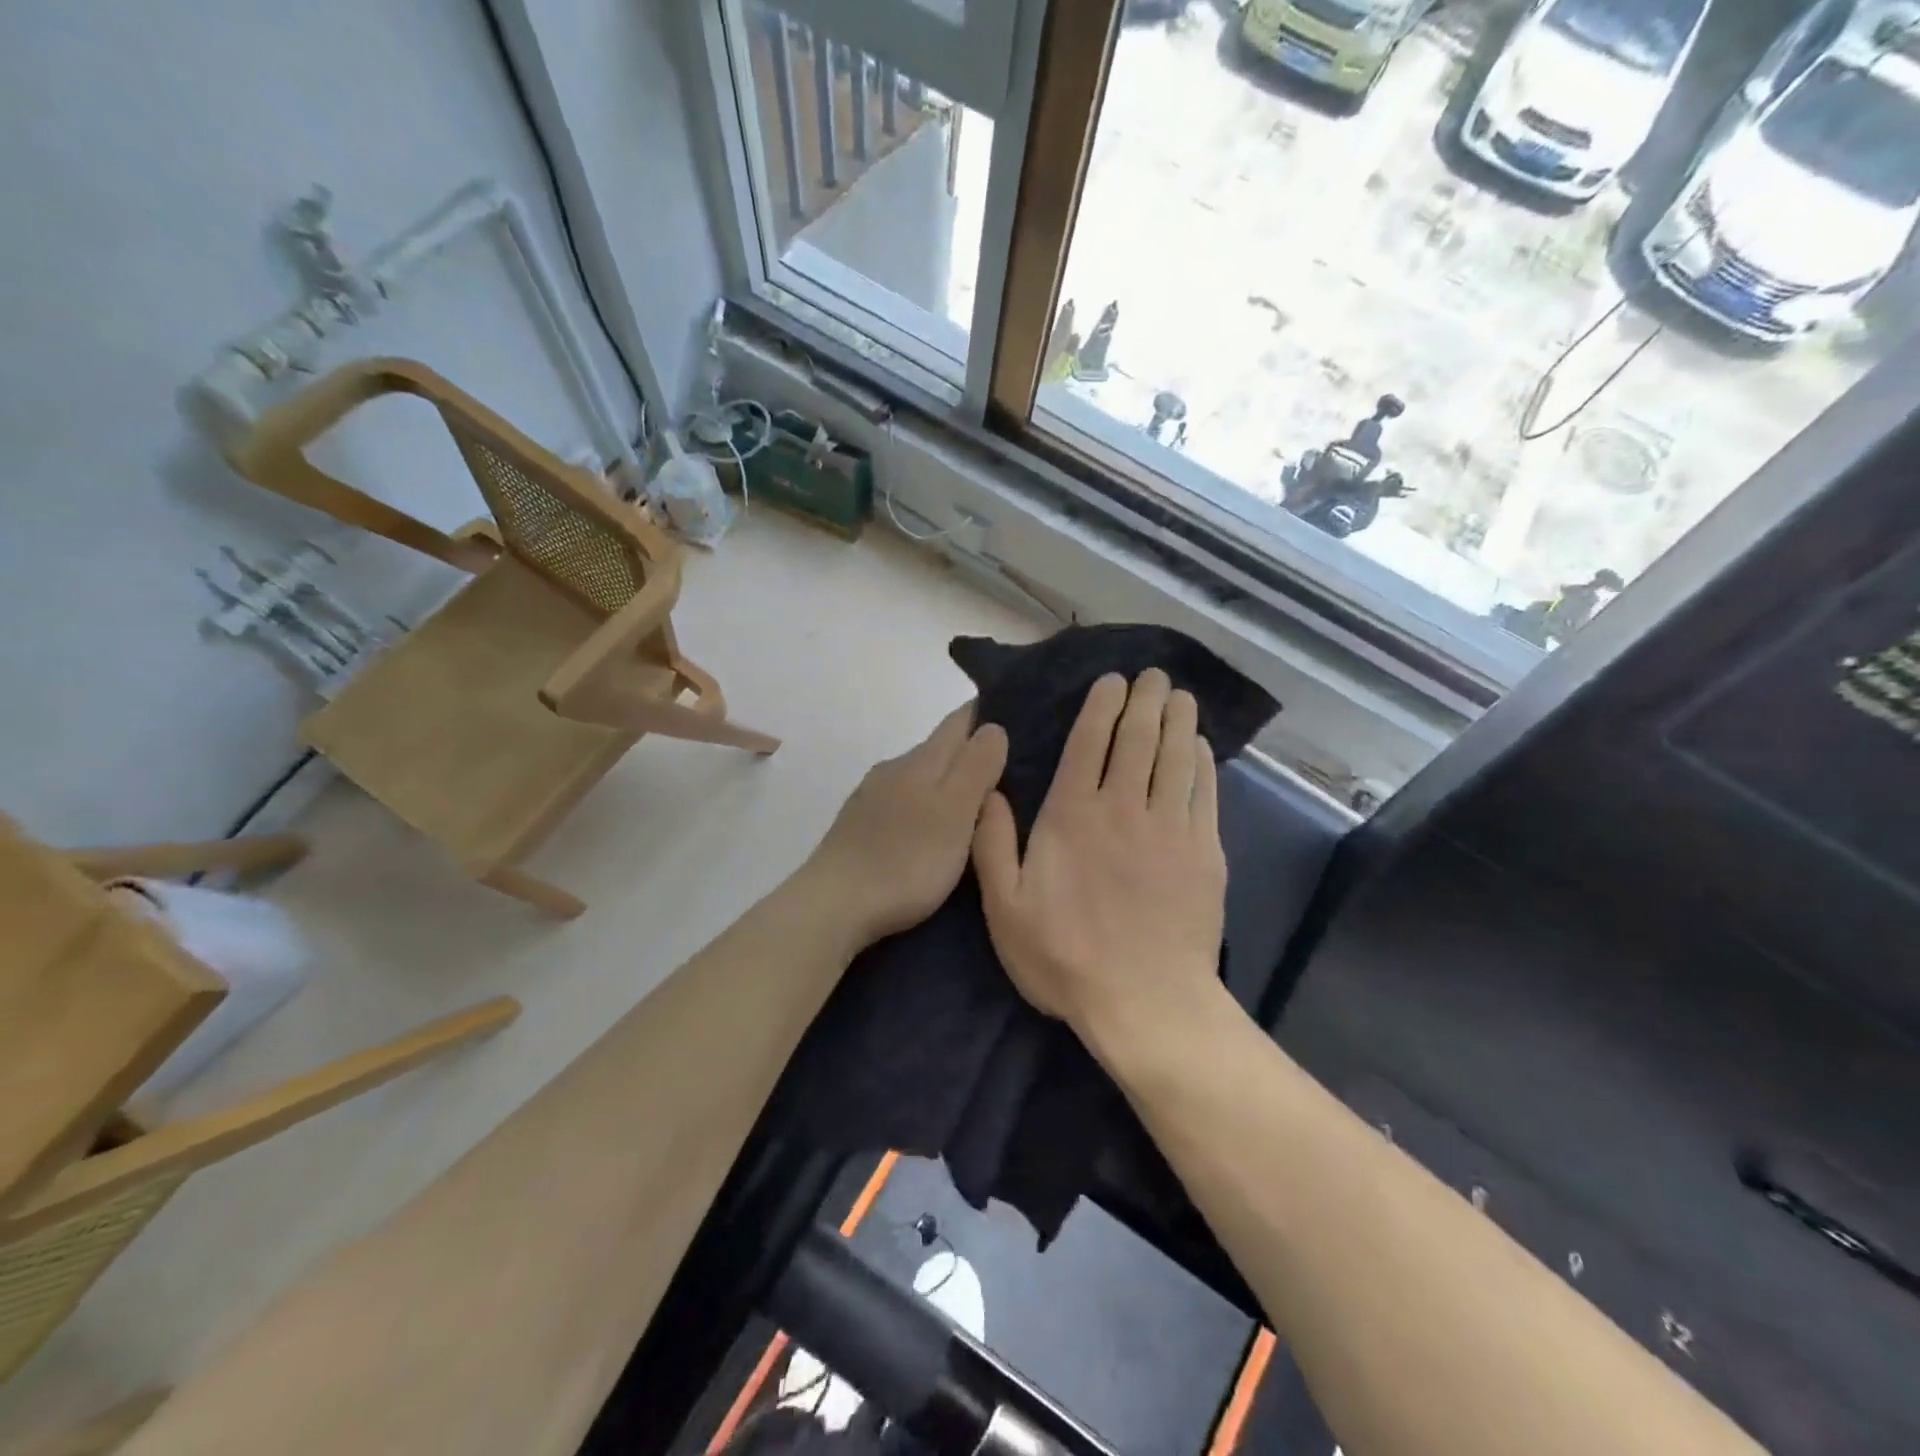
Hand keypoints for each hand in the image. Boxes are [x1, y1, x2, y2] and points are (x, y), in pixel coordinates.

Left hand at [808, 704, 1008, 948]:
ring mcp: (871, 797)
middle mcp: (894, 769)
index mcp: (921, 761)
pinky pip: (902, 802)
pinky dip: (924, 807)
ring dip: (946, 783)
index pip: (959, 721)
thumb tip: (993, 726)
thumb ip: (976, 767)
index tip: (1015, 720)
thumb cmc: (906, 859)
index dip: (987, 716)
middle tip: (1007, 771)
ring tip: (974, 806)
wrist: (834, 904)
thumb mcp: (955, 813)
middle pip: (939, 748)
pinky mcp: (858, 825)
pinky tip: (931, 831)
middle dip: (970, 753)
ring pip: (919, 777)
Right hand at [973, 671, 1226, 1062]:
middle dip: (1145, 700)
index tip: (1111, 680)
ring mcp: (1170, 828)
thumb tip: (990, 791)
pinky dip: (1203, 763)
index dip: (1101, 706)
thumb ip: (992, 844)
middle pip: (1139, 740)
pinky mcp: (1204, 853)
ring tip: (1179, 694)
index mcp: (1072, 816)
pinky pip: (1204, 793)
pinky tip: (1200, 747)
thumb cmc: (1065, 957)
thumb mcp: (1004, 908)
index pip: (1090, 744)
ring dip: (1177, 720)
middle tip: (1152, 674)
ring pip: (1176, 758)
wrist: (1145, 1003)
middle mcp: (1123, 808)